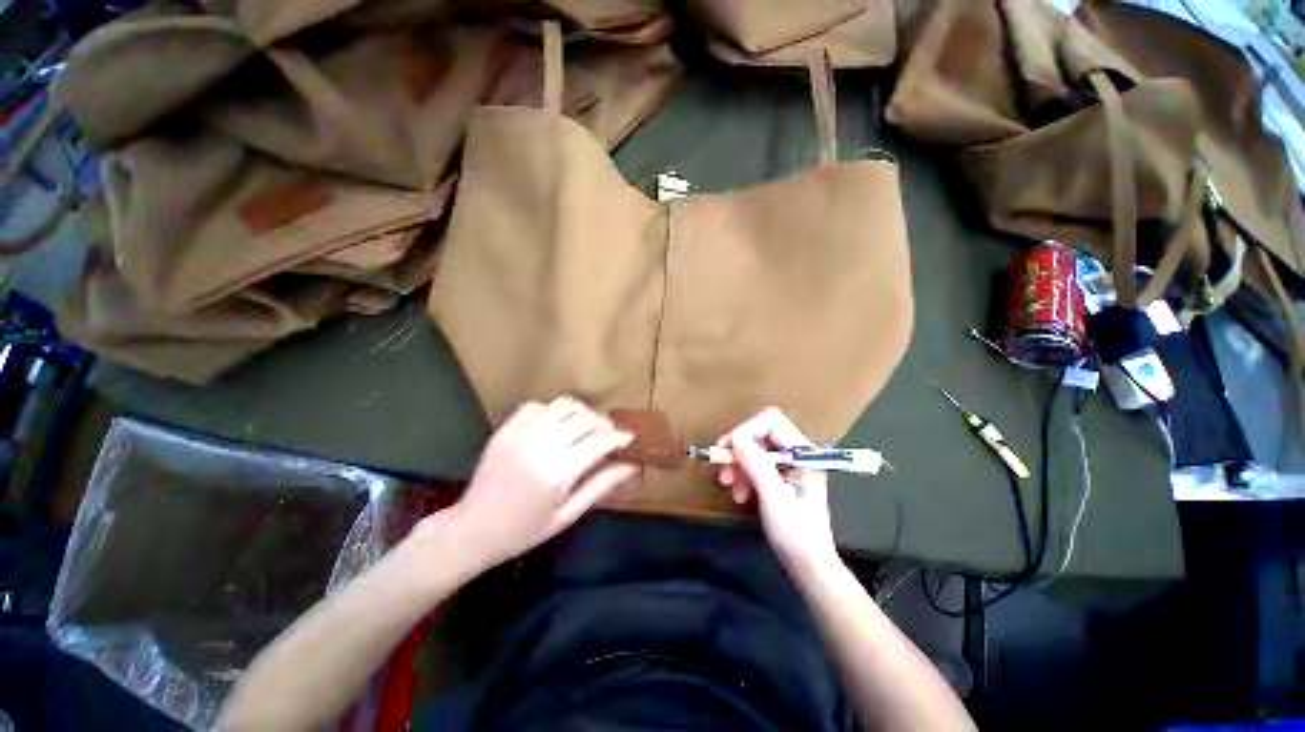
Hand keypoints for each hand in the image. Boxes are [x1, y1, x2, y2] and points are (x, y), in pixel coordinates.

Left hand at [432, 397, 636, 573]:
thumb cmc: (524, 531)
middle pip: (584, 419)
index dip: (620, 437)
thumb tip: (631, 466)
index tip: (630, 438)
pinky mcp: (505, 430)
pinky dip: (553, 410)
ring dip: (582, 412)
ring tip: (588, 426)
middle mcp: (541, 447)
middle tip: (610, 435)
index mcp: (558, 473)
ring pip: (563, 406)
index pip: (599, 442)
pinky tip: (557, 424)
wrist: (471, 530)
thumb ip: (600, 486)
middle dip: (605, 423)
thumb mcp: (567, 515)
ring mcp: (520, 435)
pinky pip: (537, 406)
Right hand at [716, 407, 838, 571]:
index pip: (771, 422)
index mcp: (804, 452)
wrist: (808, 566)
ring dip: (738, 464)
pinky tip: (740, 494)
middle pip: (760, 433)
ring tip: (730, 487)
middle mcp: (797, 453)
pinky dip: (743, 475)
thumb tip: (734, 437)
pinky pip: (755, 464)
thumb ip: (756, 464)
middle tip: (723, 470)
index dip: (746, 430)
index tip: (726, 449)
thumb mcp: (774, 497)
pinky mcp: (779, 476)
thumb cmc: (796, 533)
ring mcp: (788, 465)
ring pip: (754, 449)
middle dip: (739, 450)